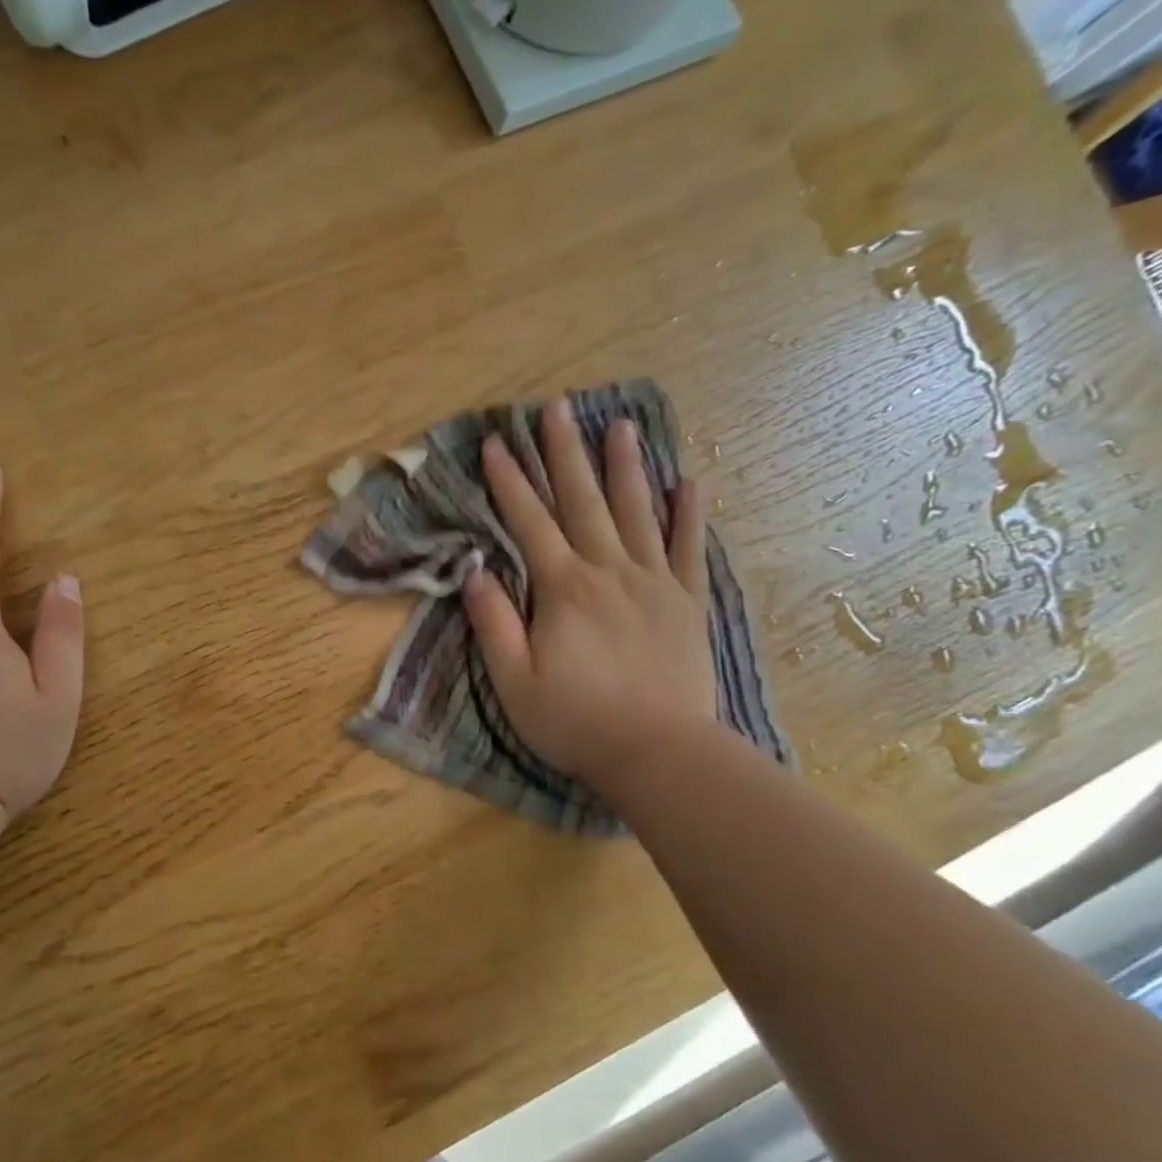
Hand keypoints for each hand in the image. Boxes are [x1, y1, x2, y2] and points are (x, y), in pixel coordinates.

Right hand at [463, 401, 716, 801]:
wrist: (659, 754)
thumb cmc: (575, 722)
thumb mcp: (513, 681)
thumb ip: (493, 623)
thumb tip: (474, 572)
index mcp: (563, 589)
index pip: (529, 522)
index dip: (510, 481)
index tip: (496, 443)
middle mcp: (609, 572)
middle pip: (584, 502)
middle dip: (565, 453)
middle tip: (558, 408)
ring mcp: (654, 584)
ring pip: (637, 512)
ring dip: (625, 466)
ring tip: (620, 425)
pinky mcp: (687, 604)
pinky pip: (687, 549)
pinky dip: (687, 514)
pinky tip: (687, 482)